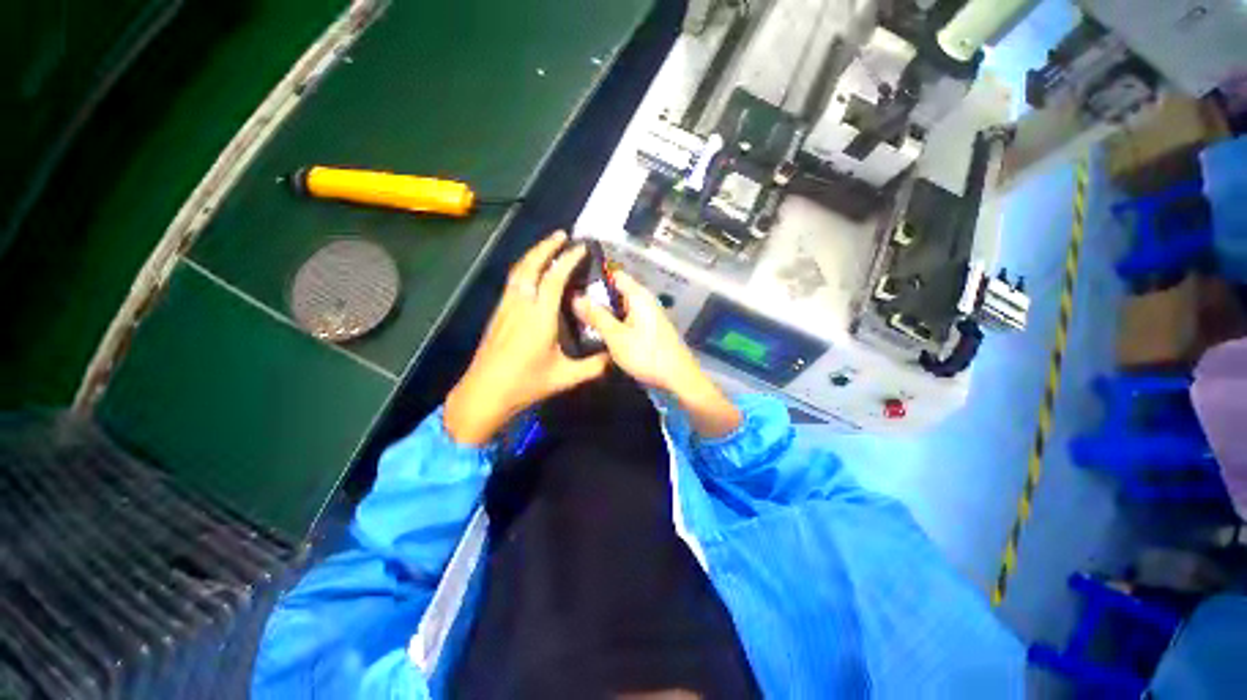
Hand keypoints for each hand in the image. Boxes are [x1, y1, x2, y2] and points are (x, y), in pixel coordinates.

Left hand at [445, 231, 608, 444]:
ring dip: (533, 254)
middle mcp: (521, 305)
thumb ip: (593, 367)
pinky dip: (524, 268)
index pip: (555, 278)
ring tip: (548, 246)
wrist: (484, 393)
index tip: (581, 247)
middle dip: (546, 246)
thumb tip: (614, 357)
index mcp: (540, 317)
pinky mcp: (498, 313)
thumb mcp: (565, 377)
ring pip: (518, 271)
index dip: (568, 259)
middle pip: (531, 265)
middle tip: (561, 234)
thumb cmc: (526, 384)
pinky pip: (512, 281)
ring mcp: (506, 307)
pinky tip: (530, 273)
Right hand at [574, 271, 740, 436]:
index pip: (614, 274)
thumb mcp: (616, 337)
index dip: (594, 277)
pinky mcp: (650, 330)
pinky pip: (628, 320)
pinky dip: (615, 324)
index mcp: (639, 296)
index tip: (574, 286)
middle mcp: (645, 301)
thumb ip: (596, 316)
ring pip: (621, 308)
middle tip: (571, 307)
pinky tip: (601, 334)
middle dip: (596, 299)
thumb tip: (575, 298)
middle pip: (617, 292)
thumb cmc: (646, 354)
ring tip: (580, 320)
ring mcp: (649, 316)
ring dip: (604, 314)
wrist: (678, 378)